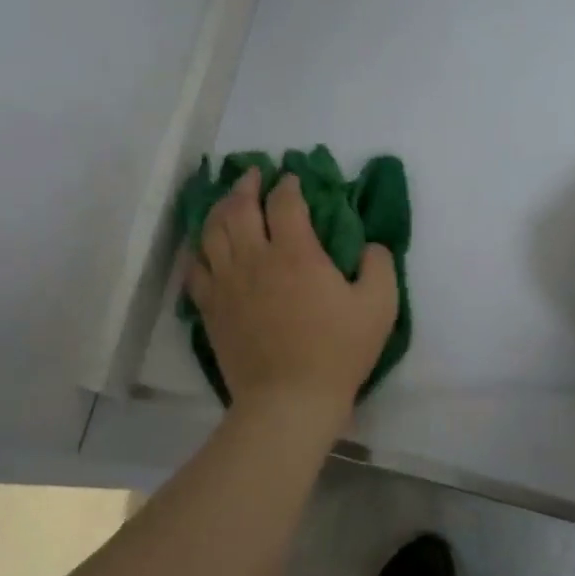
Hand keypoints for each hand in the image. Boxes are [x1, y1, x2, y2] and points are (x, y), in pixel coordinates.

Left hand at [186, 168, 397, 427]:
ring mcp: (227, 282)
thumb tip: (370, 245)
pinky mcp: (211, 307)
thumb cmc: (336, 352)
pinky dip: (198, 251)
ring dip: (219, 208)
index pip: (285, 202)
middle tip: (253, 174)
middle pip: (239, 207)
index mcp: (295, 252)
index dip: (288, 185)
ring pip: (212, 231)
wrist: (288, 401)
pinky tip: (203, 247)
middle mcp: (255, 258)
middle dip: (247, 184)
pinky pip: (195, 269)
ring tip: (227, 201)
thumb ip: (379, 266)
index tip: (292, 179)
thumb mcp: (378, 307)